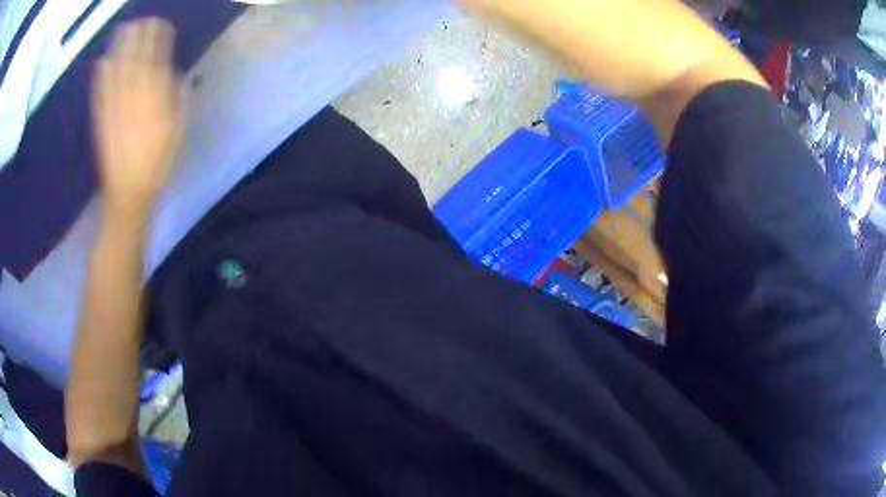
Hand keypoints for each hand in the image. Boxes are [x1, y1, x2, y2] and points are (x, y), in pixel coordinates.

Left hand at [92, 18, 183, 219]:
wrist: (127, 193)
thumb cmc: (157, 165)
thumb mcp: (177, 132)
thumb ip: (177, 100)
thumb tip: (175, 76)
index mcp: (154, 99)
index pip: (157, 61)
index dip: (158, 40)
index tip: (161, 24)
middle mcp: (133, 97)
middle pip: (136, 59)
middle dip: (138, 37)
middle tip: (141, 19)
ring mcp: (115, 107)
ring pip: (117, 71)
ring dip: (119, 49)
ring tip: (122, 30)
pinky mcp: (101, 119)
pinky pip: (101, 93)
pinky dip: (101, 76)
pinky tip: (102, 62)